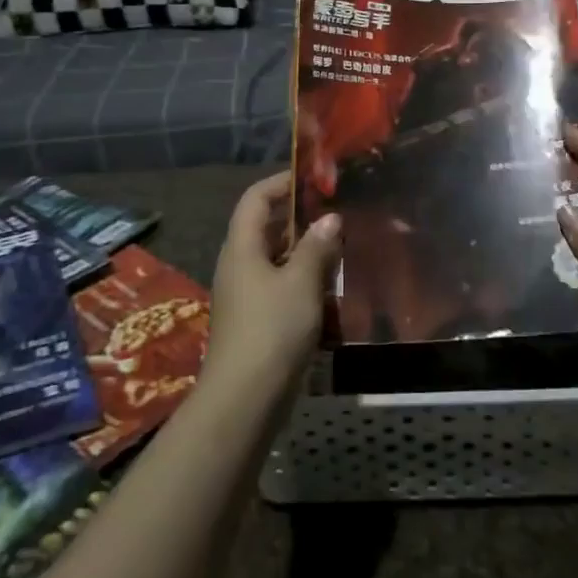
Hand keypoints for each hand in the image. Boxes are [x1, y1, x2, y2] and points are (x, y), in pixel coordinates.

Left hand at [202, 172, 341, 404]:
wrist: (244, 400)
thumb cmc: (272, 330)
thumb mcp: (301, 283)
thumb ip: (317, 247)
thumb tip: (330, 218)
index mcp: (242, 248)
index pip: (255, 199)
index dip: (281, 182)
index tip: (313, 178)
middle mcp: (238, 266)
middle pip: (265, 228)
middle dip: (299, 219)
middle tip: (335, 213)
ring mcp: (244, 295)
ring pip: (275, 260)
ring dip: (304, 253)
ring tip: (339, 249)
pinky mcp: (255, 321)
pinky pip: (279, 288)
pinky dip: (302, 282)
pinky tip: (329, 291)